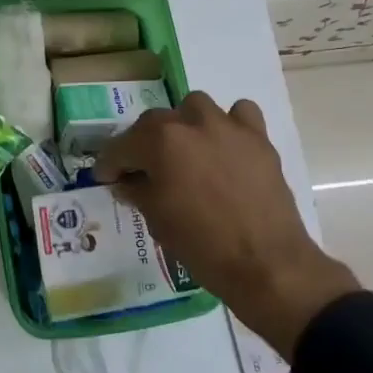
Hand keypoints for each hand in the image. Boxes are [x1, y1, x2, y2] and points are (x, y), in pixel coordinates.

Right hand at [95, 92, 359, 358]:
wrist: (267, 265)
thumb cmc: (202, 246)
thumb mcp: (157, 220)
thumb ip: (137, 191)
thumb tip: (126, 182)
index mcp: (160, 142)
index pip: (121, 146)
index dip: (109, 164)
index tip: (106, 178)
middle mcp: (191, 123)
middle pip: (155, 122)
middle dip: (143, 144)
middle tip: (143, 171)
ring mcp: (228, 127)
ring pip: (195, 107)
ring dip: (184, 125)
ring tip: (186, 152)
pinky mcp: (258, 138)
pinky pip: (239, 114)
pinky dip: (229, 124)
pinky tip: (225, 145)